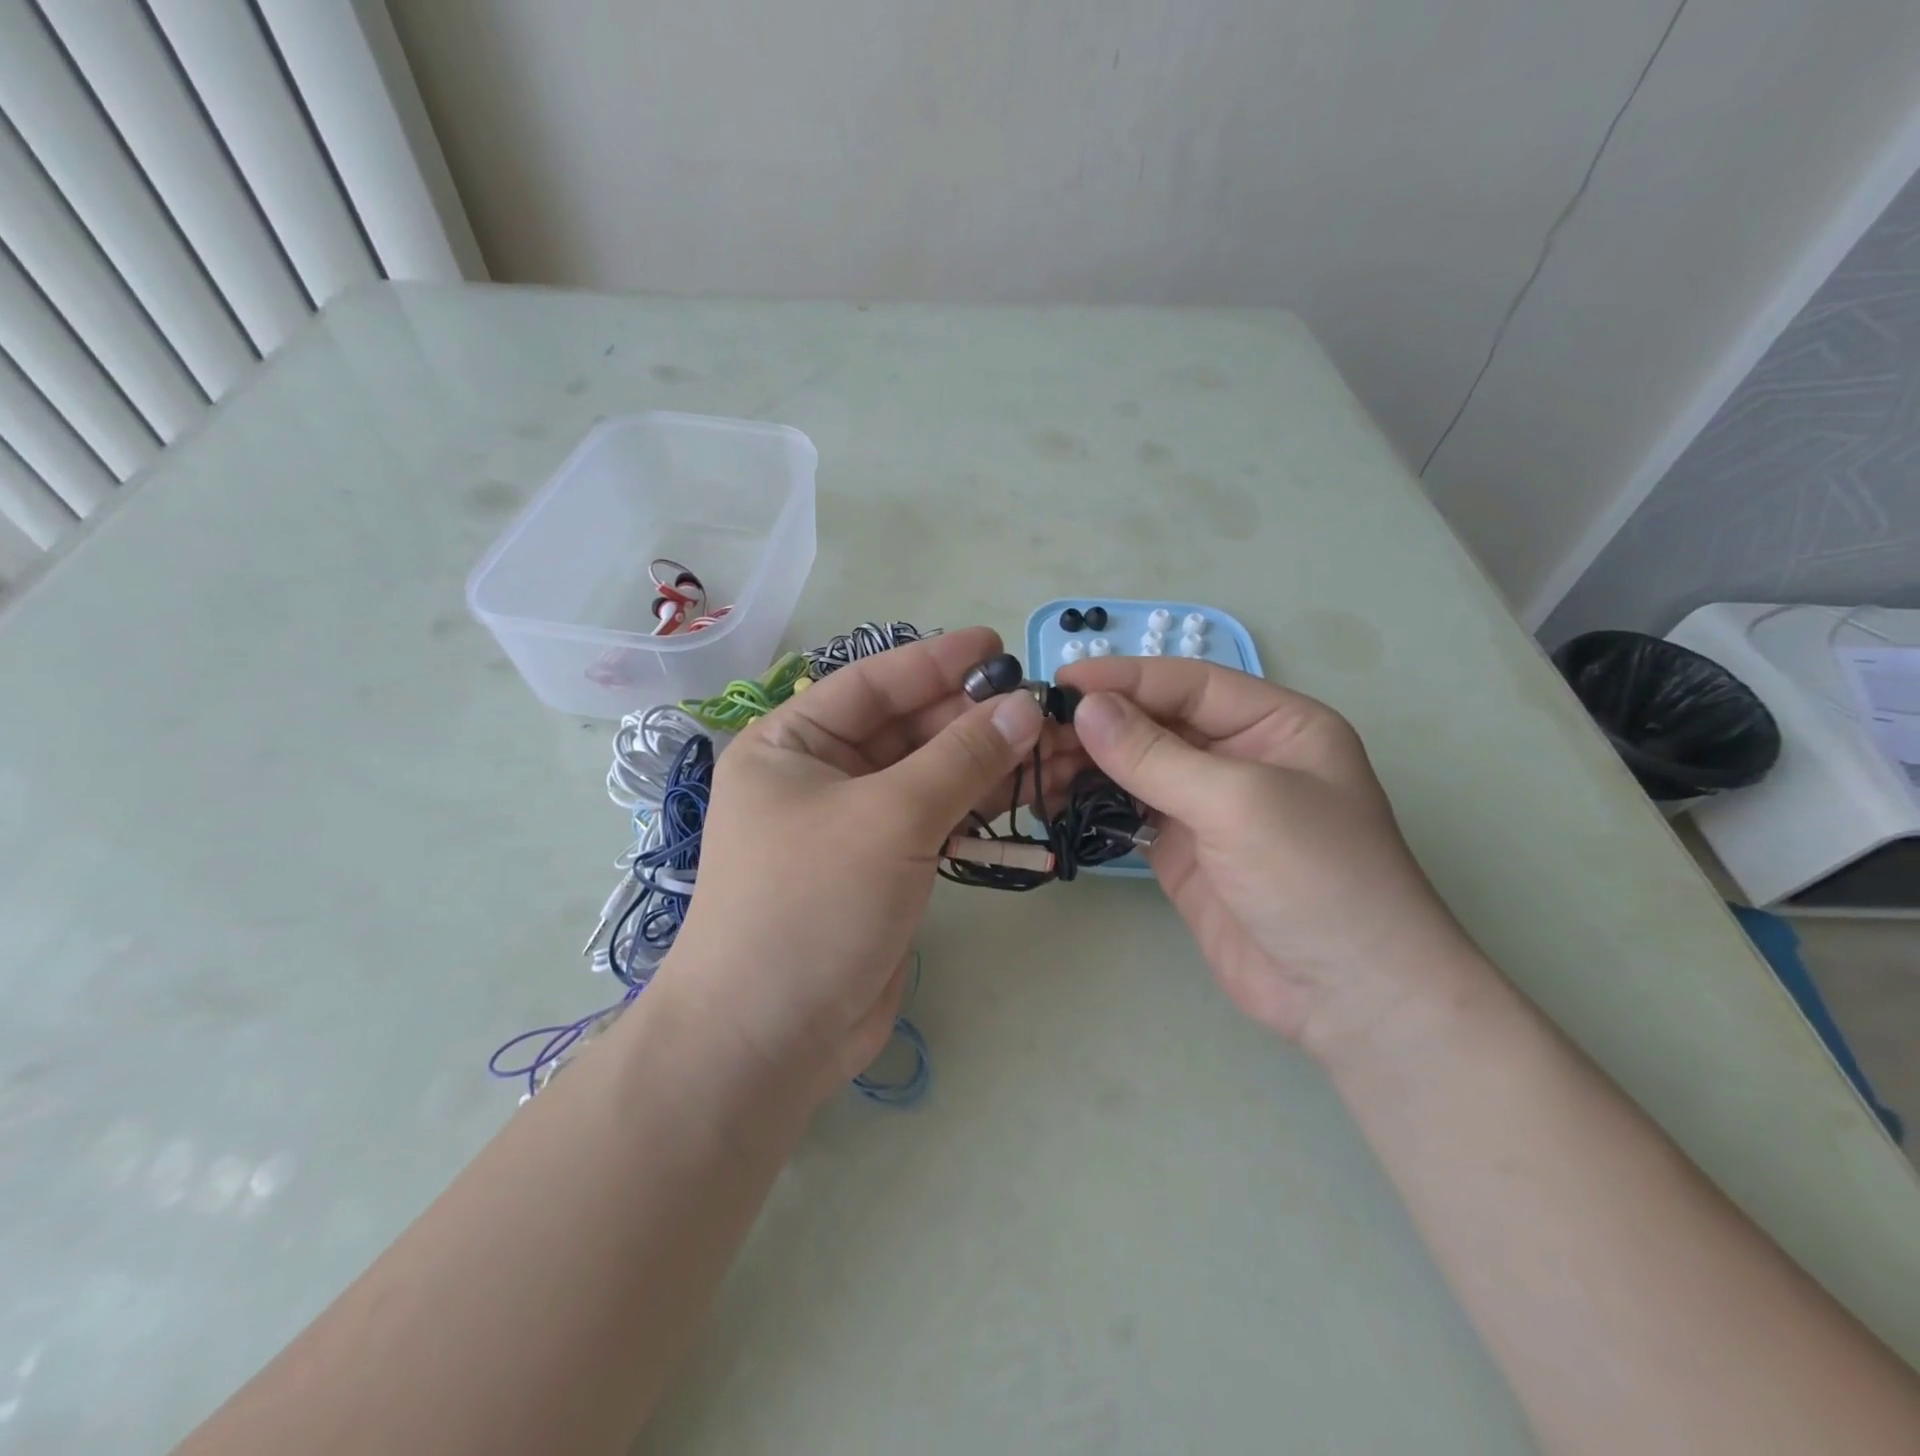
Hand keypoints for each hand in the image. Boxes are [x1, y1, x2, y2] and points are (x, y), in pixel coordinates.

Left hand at [656, 627, 1067, 1102]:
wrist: (770, 1038)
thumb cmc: (811, 904)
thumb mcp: (888, 817)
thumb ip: (960, 758)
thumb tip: (1024, 707)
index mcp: (791, 743)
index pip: (873, 684)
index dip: (937, 662)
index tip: (999, 646)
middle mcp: (818, 775)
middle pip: (906, 729)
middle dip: (972, 717)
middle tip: (1042, 707)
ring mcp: (852, 824)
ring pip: (928, 776)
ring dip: (985, 763)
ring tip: (1051, 746)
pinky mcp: (882, 868)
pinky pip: (936, 820)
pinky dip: (977, 809)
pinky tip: (1026, 794)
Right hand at [1057, 656, 1479, 1055]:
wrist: (1349, 998)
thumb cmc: (1315, 878)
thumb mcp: (1239, 802)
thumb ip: (1156, 754)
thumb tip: (1086, 708)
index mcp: (1275, 724)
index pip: (1188, 683)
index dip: (1125, 678)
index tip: (1061, 682)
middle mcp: (1240, 756)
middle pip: (1157, 722)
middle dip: (1098, 722)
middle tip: (1033, 731)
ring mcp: (1208, 806)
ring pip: (1136, 766)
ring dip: (1088, 761)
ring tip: (1034, 764)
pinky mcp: (1182, 849)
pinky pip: (1129, 811)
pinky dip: (1093, 802)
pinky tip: (1054, 798)